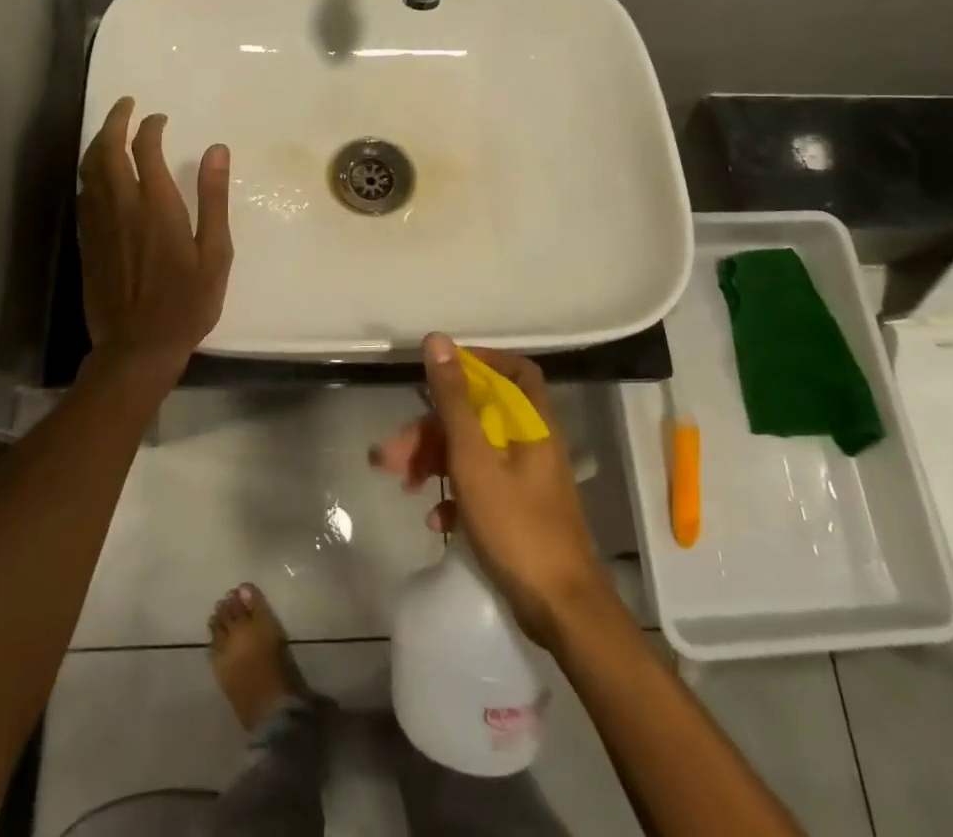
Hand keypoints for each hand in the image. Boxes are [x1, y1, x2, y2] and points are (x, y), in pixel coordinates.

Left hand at [77, 97, 231, 387]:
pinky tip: (99, 174)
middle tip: (127, 105)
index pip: (145, 148)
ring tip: (112, 130)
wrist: (137, 347)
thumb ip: (213, 198)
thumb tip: (217, 150)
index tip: (160, 119)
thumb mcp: (215, 252)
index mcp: (156, 206)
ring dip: (99, 142)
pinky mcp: (85, 241)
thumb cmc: (186, 302)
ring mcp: (98, 224)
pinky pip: (83, 194)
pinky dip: (90, 172)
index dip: (150, 127)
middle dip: (115, 121)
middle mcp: (121, 206)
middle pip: (107, 150)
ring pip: (89, 169)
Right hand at [371, 334, 610, 647]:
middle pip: (478, 415)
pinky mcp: (518, 510)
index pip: (511, 369)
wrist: (561, 611)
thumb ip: (453, 399)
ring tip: (401, 483)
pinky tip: (434, 518)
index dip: (476, 363)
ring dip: (434, 461)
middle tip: (391, 451)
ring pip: (473, 451)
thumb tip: (438, 340)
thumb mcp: (474, 458)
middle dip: (431, 428)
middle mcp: (531, 442)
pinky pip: (479, 485)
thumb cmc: (516, 526)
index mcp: (529, 422)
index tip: (436, 373)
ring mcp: (525, 478)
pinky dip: (453, 494)